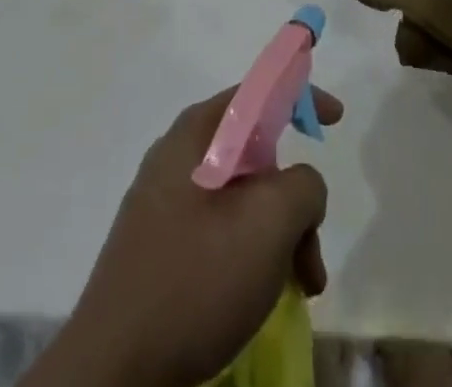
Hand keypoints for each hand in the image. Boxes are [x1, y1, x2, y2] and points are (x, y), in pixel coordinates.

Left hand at [48, 88, 343, 386]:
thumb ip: (303, 185)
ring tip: (300, 288)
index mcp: (196, 133)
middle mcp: (178, 156)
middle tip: (313, 251)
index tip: (336, 120)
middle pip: (255, 154)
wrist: (115, 370)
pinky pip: (220, 231)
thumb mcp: (267, 223)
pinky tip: (262, 297)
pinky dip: (252, 255)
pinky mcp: (161, 246)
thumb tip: (301, 186)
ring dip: (279, 236)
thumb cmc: (195, 279)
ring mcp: (165, 202)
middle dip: (294, 198)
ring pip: (241, 200)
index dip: (299, 96)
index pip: (257, 92)